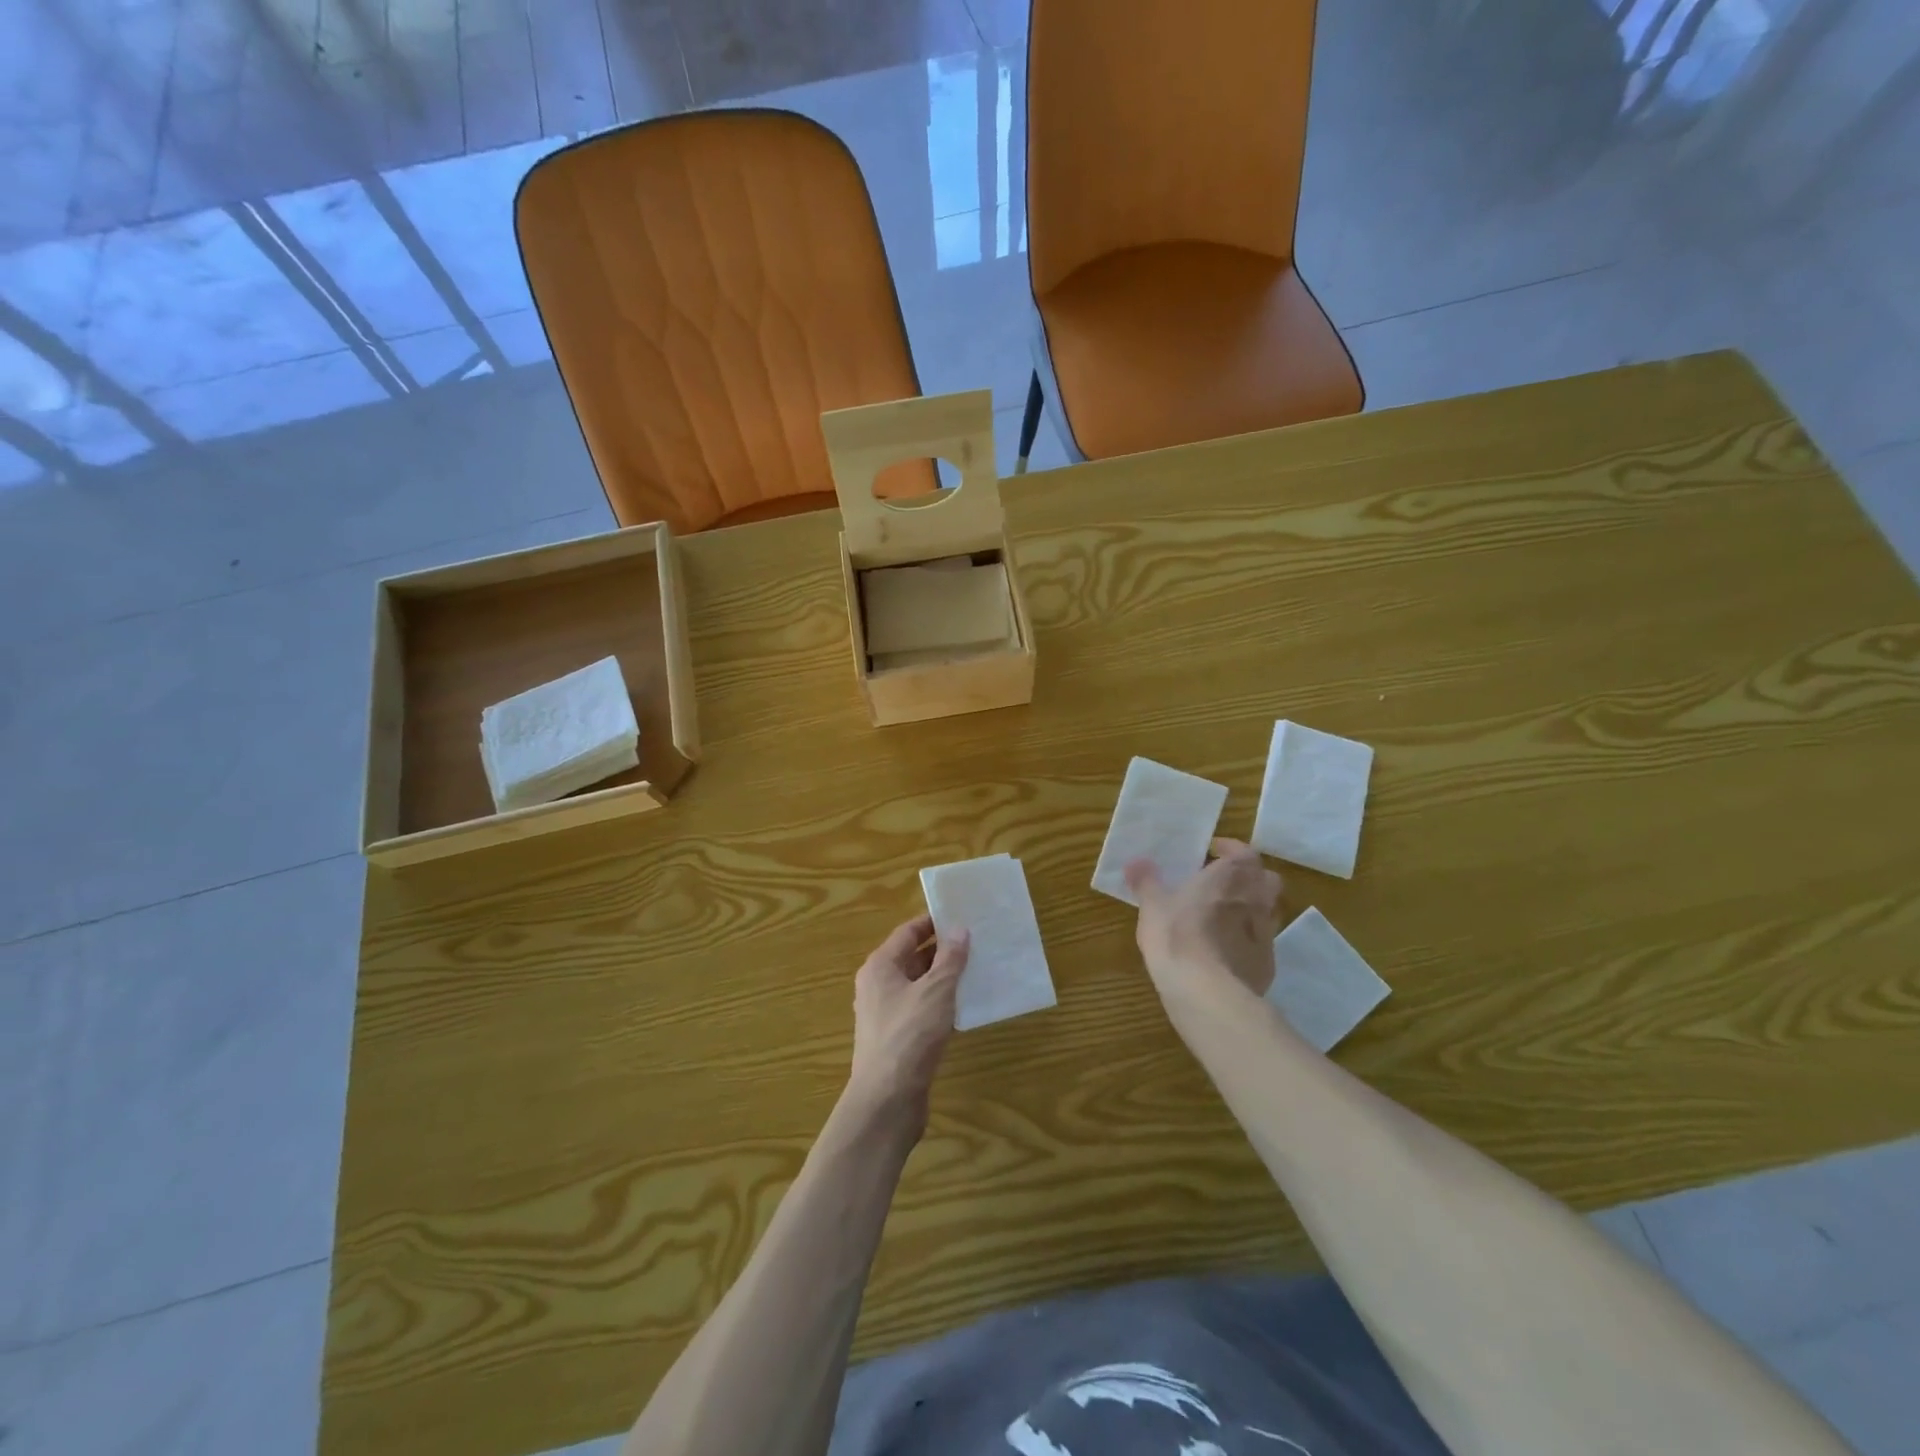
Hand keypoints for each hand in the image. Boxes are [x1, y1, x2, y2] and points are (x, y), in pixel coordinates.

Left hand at [846, 914, 969, 1132]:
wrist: (887, 1100)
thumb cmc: (909, 1035)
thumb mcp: (936, 991)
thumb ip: (950, 959)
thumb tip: (959, 929)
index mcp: (880, 967)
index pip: (907, 932)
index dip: (933, 923)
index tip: (961, 916)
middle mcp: (878, 986)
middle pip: (912, 958)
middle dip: (942, 950)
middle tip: (976, 942)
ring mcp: (885, 1014)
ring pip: (918, 986)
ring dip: (943, 978)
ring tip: (976, 970)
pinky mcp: (897, 1039)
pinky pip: (921, 1010)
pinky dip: (940, 1004)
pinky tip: (964, 1007)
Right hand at [1126, 839, 1282, 1008]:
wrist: (1206, 992)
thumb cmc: (1177, 935)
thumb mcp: (1152, 905)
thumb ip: (1146, 881)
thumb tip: (1137, 862)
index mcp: (1231, 876)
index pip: (1244, 852)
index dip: (1230, 849)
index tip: (1213, 852)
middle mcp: (1256, 899)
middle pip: (1265, 879)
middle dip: (1249, 877)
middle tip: (1223, 883)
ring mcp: (1266, 933)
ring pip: (1268, 911)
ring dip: (1251, 909)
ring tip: (1223, 918)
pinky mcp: (1267, 964)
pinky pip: (1261, 944)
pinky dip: (1247, 942)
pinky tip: (1226, 952)